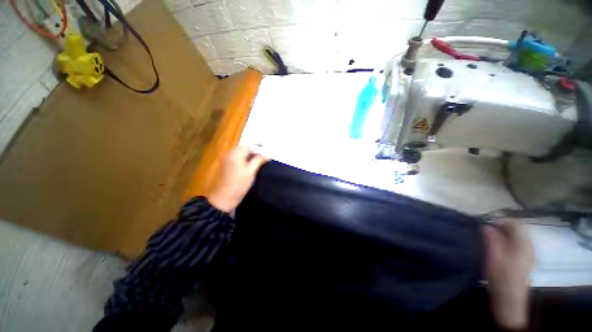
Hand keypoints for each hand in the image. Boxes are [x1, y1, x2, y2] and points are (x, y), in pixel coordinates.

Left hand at [208, 145, 268, 212]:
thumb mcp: (251, 172)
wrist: (224, 197)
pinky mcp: (224, 165)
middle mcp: (229, 154)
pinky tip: (249, 163)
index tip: (264, 145)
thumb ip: (258, 161)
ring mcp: (225, 159)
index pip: (247, 145)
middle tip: (263, 154)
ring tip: (258, 158)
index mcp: (235, 154)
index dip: (256, 144)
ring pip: (239, 153)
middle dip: (253, 150)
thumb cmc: (239, 184)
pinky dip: (243, 158)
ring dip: (248, 154)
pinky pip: (235, 157)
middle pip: (243, 148)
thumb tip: (266, 156)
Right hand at [482, 220, 534, 330]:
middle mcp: (529, 247)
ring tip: (490, 240)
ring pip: (517, 237)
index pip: (516, 223)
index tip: (487, 224)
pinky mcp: (526, 261)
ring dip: (504, 235)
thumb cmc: (501, 277)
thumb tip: (486, 226)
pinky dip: (507, 242)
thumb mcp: (493, 257)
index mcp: (522, 245)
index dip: (501, 220)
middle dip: (502, 227)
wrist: (509, 300)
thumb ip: (491, 240)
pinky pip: (518, 245)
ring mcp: (529, 254)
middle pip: (518, 229)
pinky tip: (498, 249)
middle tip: (486, 232)